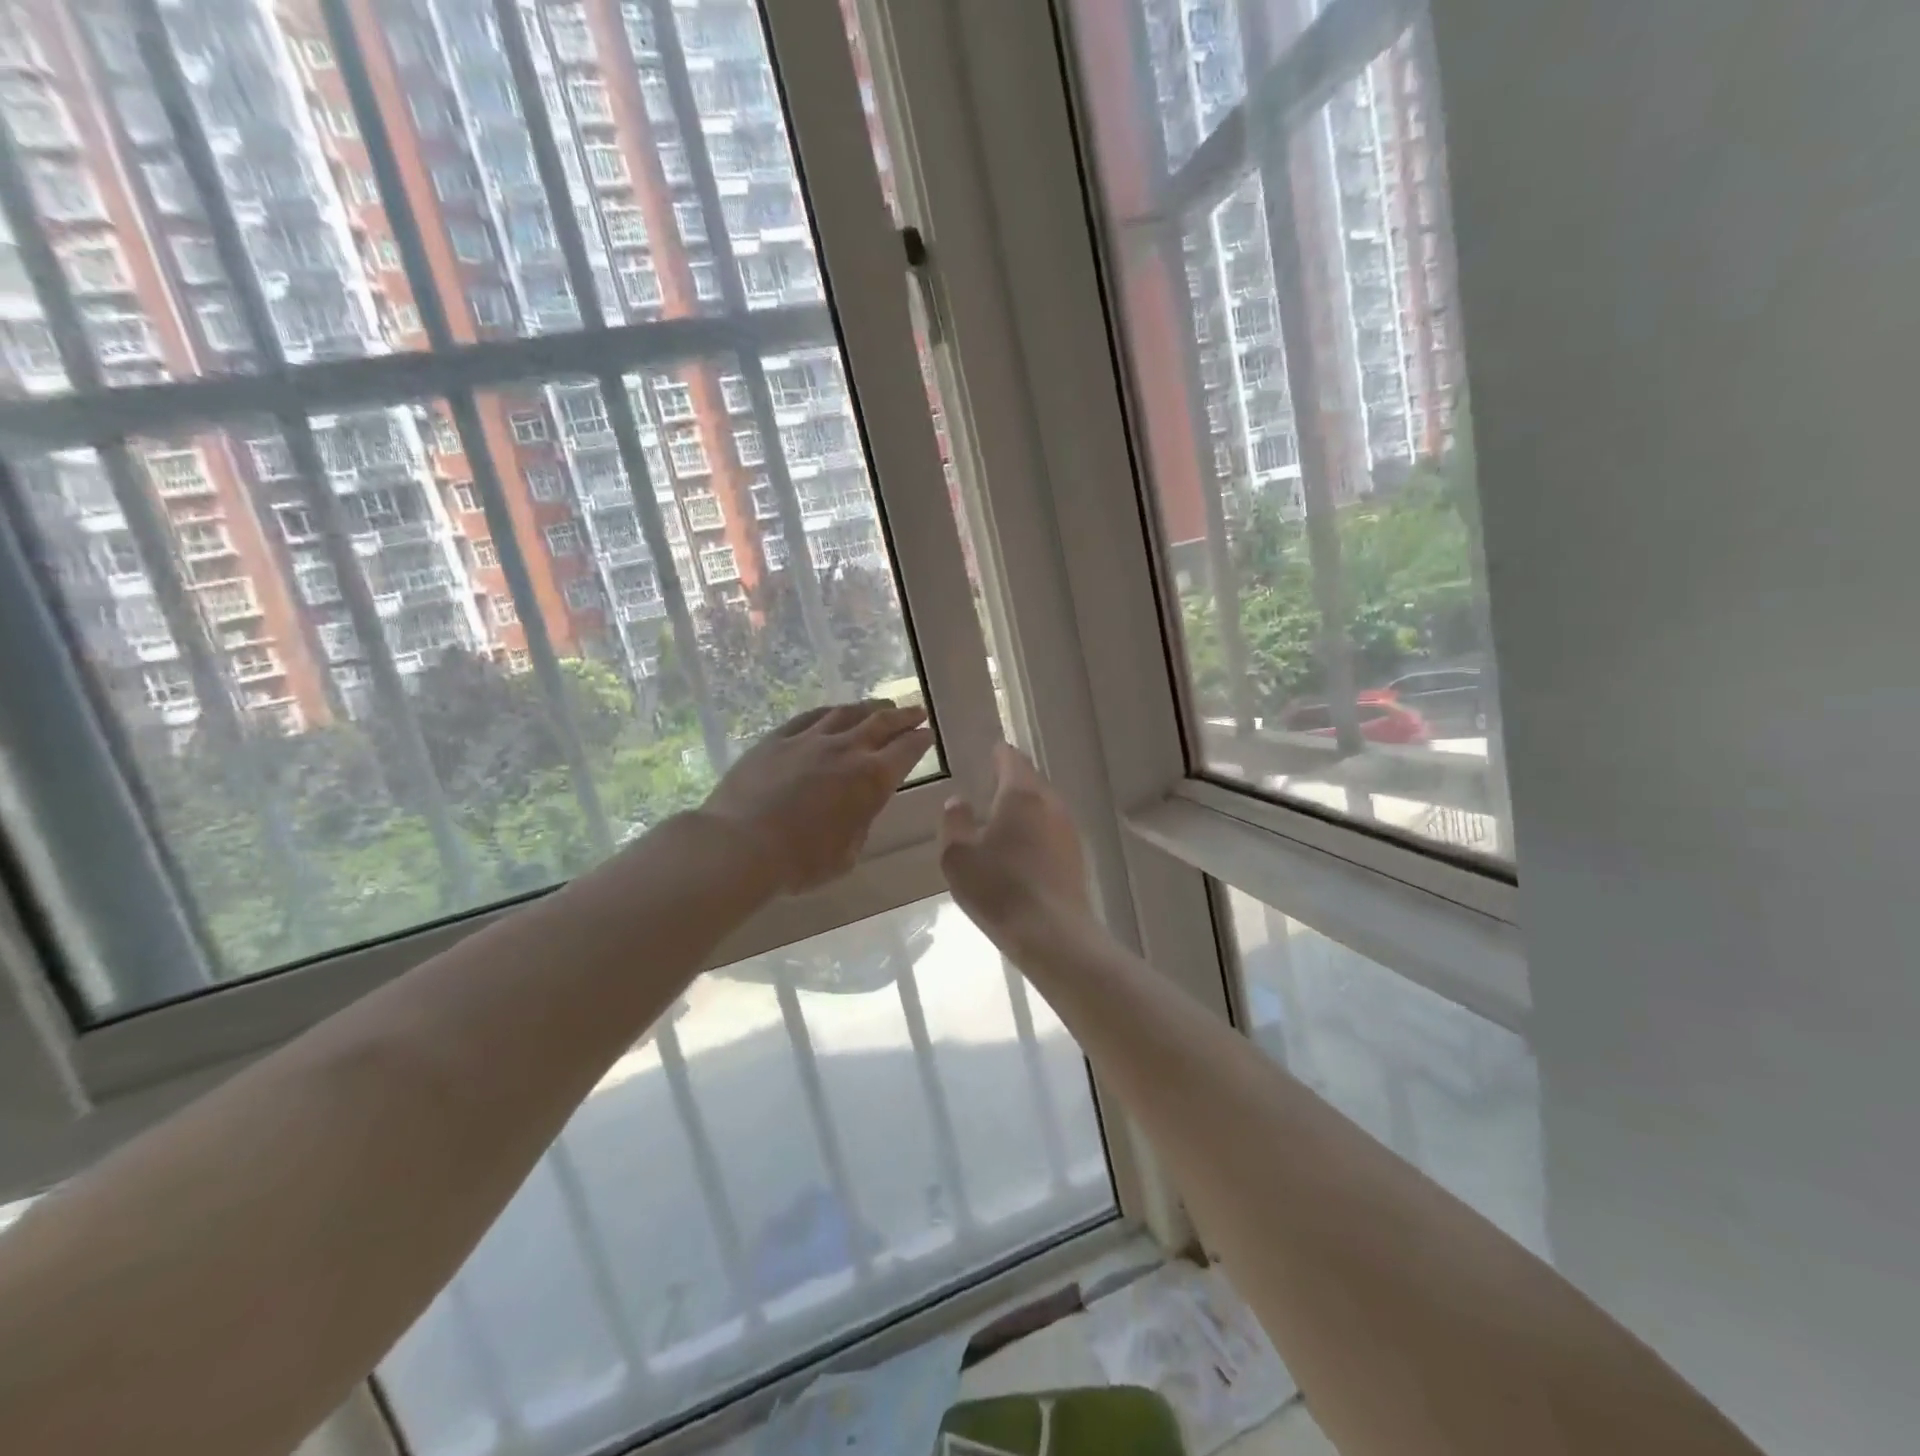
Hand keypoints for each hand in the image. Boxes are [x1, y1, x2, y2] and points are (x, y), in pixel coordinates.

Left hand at [702, 700, 934, 894]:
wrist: (740, 844)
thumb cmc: (800, 861)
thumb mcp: (846, 855)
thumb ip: (859, 825)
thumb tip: (858, 809)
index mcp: (871, 779)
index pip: (906, 751)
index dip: (920, 741)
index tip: (928, 734)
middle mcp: (846, 750)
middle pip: (882, 723)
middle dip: (903, 716)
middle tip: (916, 711)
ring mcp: (809, 739)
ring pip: (847, 713)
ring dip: (869, 708)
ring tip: (881, 706)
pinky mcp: (777, 738)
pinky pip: (810, 716)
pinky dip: (830, 712)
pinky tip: (834, 711)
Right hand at [940, 743, 1094, 943]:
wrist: (1052, 934)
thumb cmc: (998, 888)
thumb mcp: (957, 855)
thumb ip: (954, 822)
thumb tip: (958, 801)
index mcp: (1021, 794)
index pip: (1011, 759)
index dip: (999, 753)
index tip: (990, 752)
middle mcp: (1050, 803)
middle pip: (1030, 781)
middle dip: (1011, 780)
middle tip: (990, 785)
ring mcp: (1068, 829)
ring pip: (1043, 806)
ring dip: (1024, 807)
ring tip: (1002, 820)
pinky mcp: (1076, 856)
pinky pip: (1051, 830)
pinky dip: (1036, 830)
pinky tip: (1021, 850)